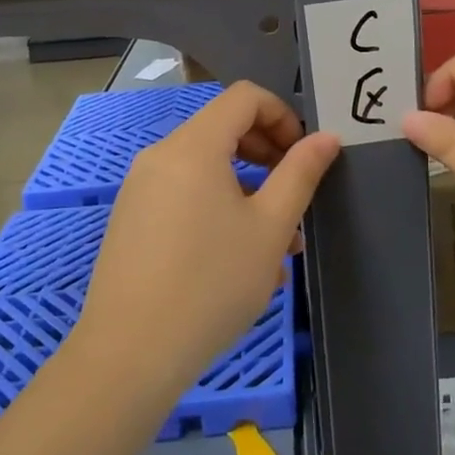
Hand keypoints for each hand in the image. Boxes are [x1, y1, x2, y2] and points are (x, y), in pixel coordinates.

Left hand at [76, 82, 340, 402]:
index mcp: (194, 145)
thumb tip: (326, 138)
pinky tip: (238, 260)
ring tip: (276, 242)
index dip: (283, 115)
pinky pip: (184, 194)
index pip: (245, 97)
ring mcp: (141, 188)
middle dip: (267, 153)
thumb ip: (300, 174)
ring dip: (247, 188)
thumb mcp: (270, 228)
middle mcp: (161, 155)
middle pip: (223, 128)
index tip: (303, 157)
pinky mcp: (132, 220)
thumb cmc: (211, 284)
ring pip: (206, 168)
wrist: (128, 357)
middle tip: (293, 196)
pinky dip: (217, 207)